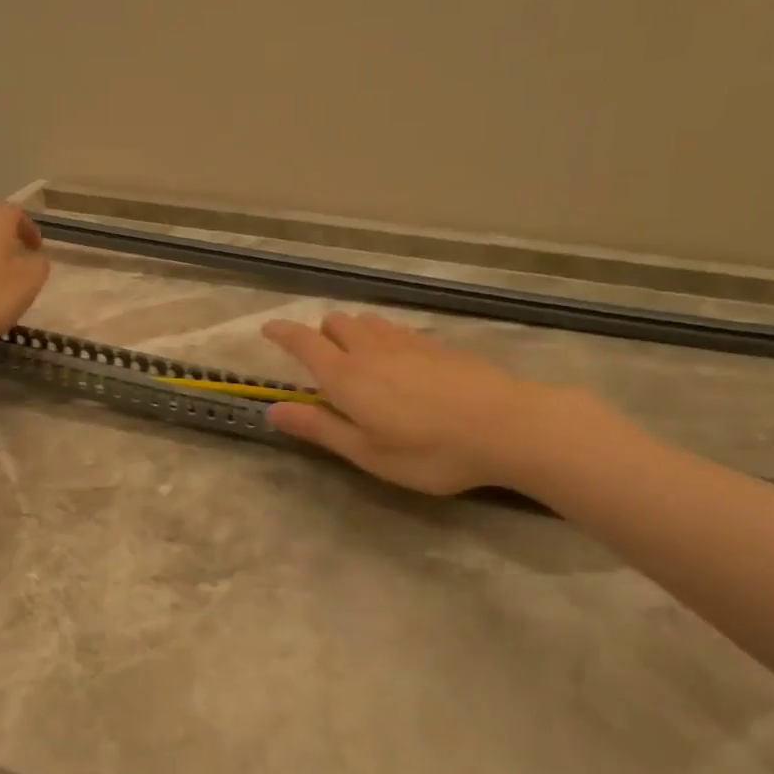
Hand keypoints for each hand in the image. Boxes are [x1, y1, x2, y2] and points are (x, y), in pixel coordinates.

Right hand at [262, 312, 600, 494]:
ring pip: (368, 321)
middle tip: (322, 361)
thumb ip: (319, 427)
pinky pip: (397, 329)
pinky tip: (399, 363)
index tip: (267, 329)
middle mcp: (371, 349)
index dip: (282, 333)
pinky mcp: (438, 345)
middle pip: (336, 322)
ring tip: (358, 359)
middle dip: (321, 333)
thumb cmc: (429, 450)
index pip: (304, 342)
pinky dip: (383, 337)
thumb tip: (273, 410)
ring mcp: (408, 342)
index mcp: (346, 376)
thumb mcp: (367, 452)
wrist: (506, 425)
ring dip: (352, 332)